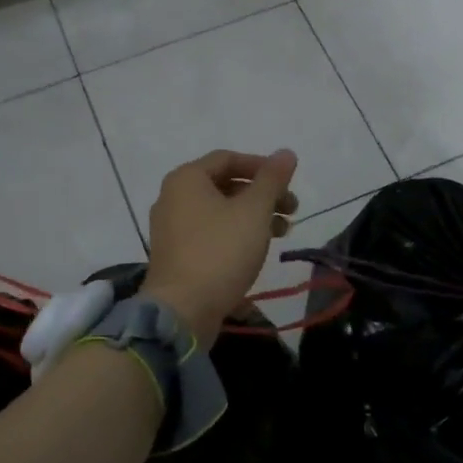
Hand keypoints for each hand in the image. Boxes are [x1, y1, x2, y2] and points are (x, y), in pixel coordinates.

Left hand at [142, 149, 298, 347]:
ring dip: (253, 216)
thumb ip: (272, 179)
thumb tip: (286, 153)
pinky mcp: (176, 255)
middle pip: (224, 185)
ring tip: (283, 232)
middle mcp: (172, 198)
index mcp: (187, 179)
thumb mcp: (254, 211)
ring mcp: (171, 229)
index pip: (228, 158)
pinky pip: (210, 233)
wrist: (183, 310)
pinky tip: (257, 250)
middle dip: (262, 194)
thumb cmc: (221, 251)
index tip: (288, 182)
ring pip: (219, 211)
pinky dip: (235, 234)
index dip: (262, 166)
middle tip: (292, 209)